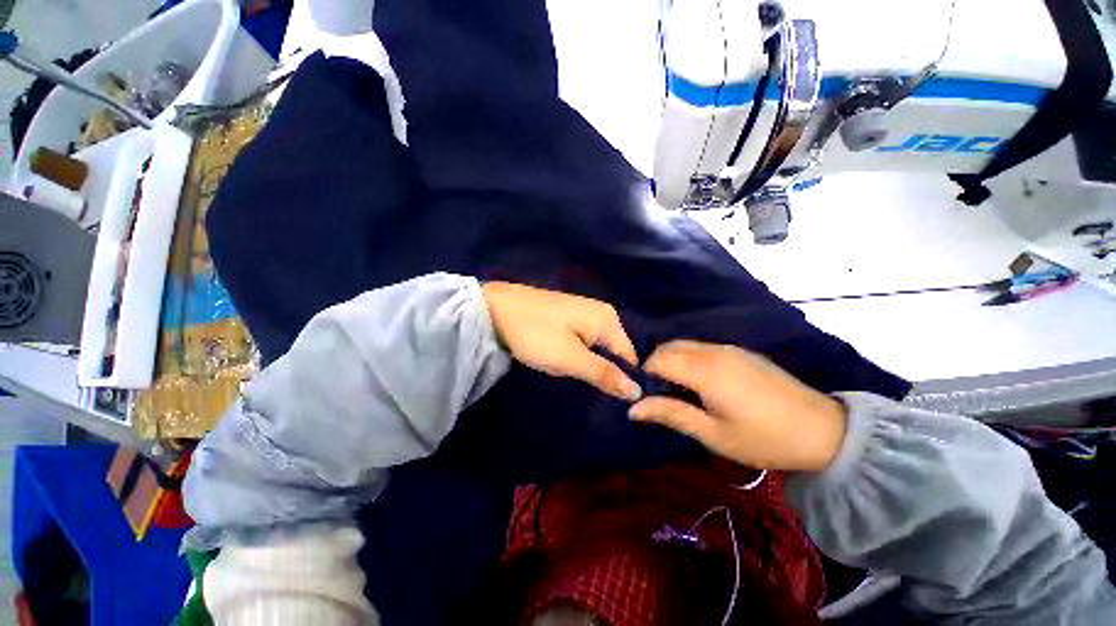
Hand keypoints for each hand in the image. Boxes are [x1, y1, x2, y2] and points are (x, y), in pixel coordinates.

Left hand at [481, 282, 641, 400]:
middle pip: (613, 351)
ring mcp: (583, 312)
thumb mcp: (570, 358)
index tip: (607, 397)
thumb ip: (604, 374)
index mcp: (607, 319)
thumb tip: (637, 391)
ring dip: (584, 363)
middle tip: (579, 380)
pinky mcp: (568, 316)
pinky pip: (582, 340)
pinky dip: (574, 353)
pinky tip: (557, 356)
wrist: (495, 309)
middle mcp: (601, 312)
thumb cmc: (535, 334)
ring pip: (596, 348)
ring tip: (565, 368)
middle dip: (599, 369)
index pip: (629, 356)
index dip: (621, 379)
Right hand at [628, 341, 846, 471]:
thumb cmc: (764, 438)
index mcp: (705, 370)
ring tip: (679, 391)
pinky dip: (689, 359)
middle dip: (656, 366)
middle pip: (669, 347)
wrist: (824, 431)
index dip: (645, 374)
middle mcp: (713, 351)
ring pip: (685, 345)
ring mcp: (729, 348)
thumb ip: (670, 414)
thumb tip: (633, 408)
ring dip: (672, 362)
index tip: (645, 395)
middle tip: (660, 395)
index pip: (658, 359)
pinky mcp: (740, 351)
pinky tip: (701, 383)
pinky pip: (702, 348)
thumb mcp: (713, 434)